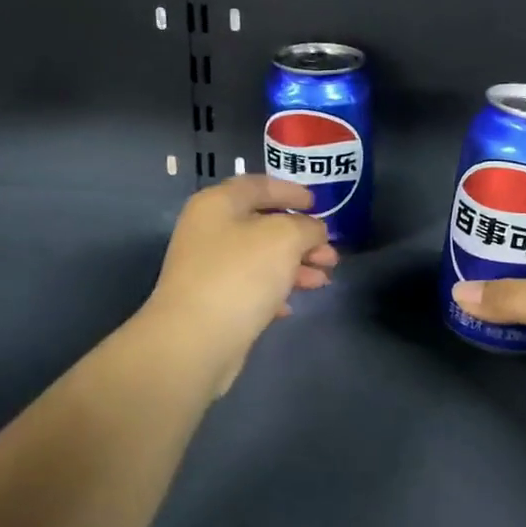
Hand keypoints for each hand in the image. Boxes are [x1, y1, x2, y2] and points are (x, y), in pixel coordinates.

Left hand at [143, 175, 336, 396]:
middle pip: (263, 224)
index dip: (291, 191)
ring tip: (323, 280)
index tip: (318, 204)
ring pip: (261, 258)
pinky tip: (292, 305)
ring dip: (295, 266)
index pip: (259, 185)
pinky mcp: (213, 301)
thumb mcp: (285, 238)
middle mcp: (209, 231)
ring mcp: (209, 268)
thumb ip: (307, 226)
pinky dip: (275, 290)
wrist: (195, 340)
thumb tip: (313, 230)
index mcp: (218, 204)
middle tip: (330, 254)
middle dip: (302, 237)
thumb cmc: (240, 274)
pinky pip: (251, 287)